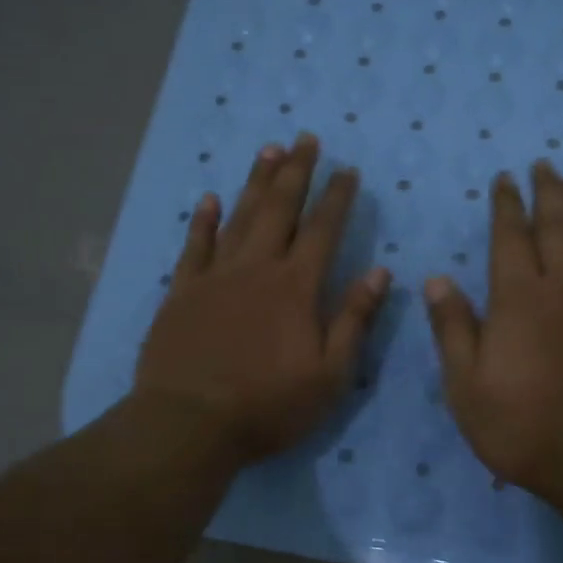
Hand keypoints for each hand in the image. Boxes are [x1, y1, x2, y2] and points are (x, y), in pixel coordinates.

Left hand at [132, 133, 389, 462]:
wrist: (190, 424)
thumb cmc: (269, 405)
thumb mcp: (330, 374)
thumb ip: (354, 320)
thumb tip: (380, 272)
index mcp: (296, 288)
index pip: (323, 231)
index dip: (337, 198)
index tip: (347, 170)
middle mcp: (256, 269)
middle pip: (279, 209)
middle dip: (296, 173)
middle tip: (305, 138)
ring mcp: (215, 277)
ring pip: (239, 217)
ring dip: (256, 183)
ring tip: (269, 151)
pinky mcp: (182, 293)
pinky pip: (194, 246)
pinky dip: (203, 220)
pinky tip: (209, 198)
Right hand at [424, 161, 562, 503]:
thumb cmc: (523, 428)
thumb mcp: (466, 387)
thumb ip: (453, 330)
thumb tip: (437, 280)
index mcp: (518, 300)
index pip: (509, 239)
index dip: (505, 206)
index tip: (505, 179)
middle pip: (555, 230)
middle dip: (547, 194)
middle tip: (544, 165)